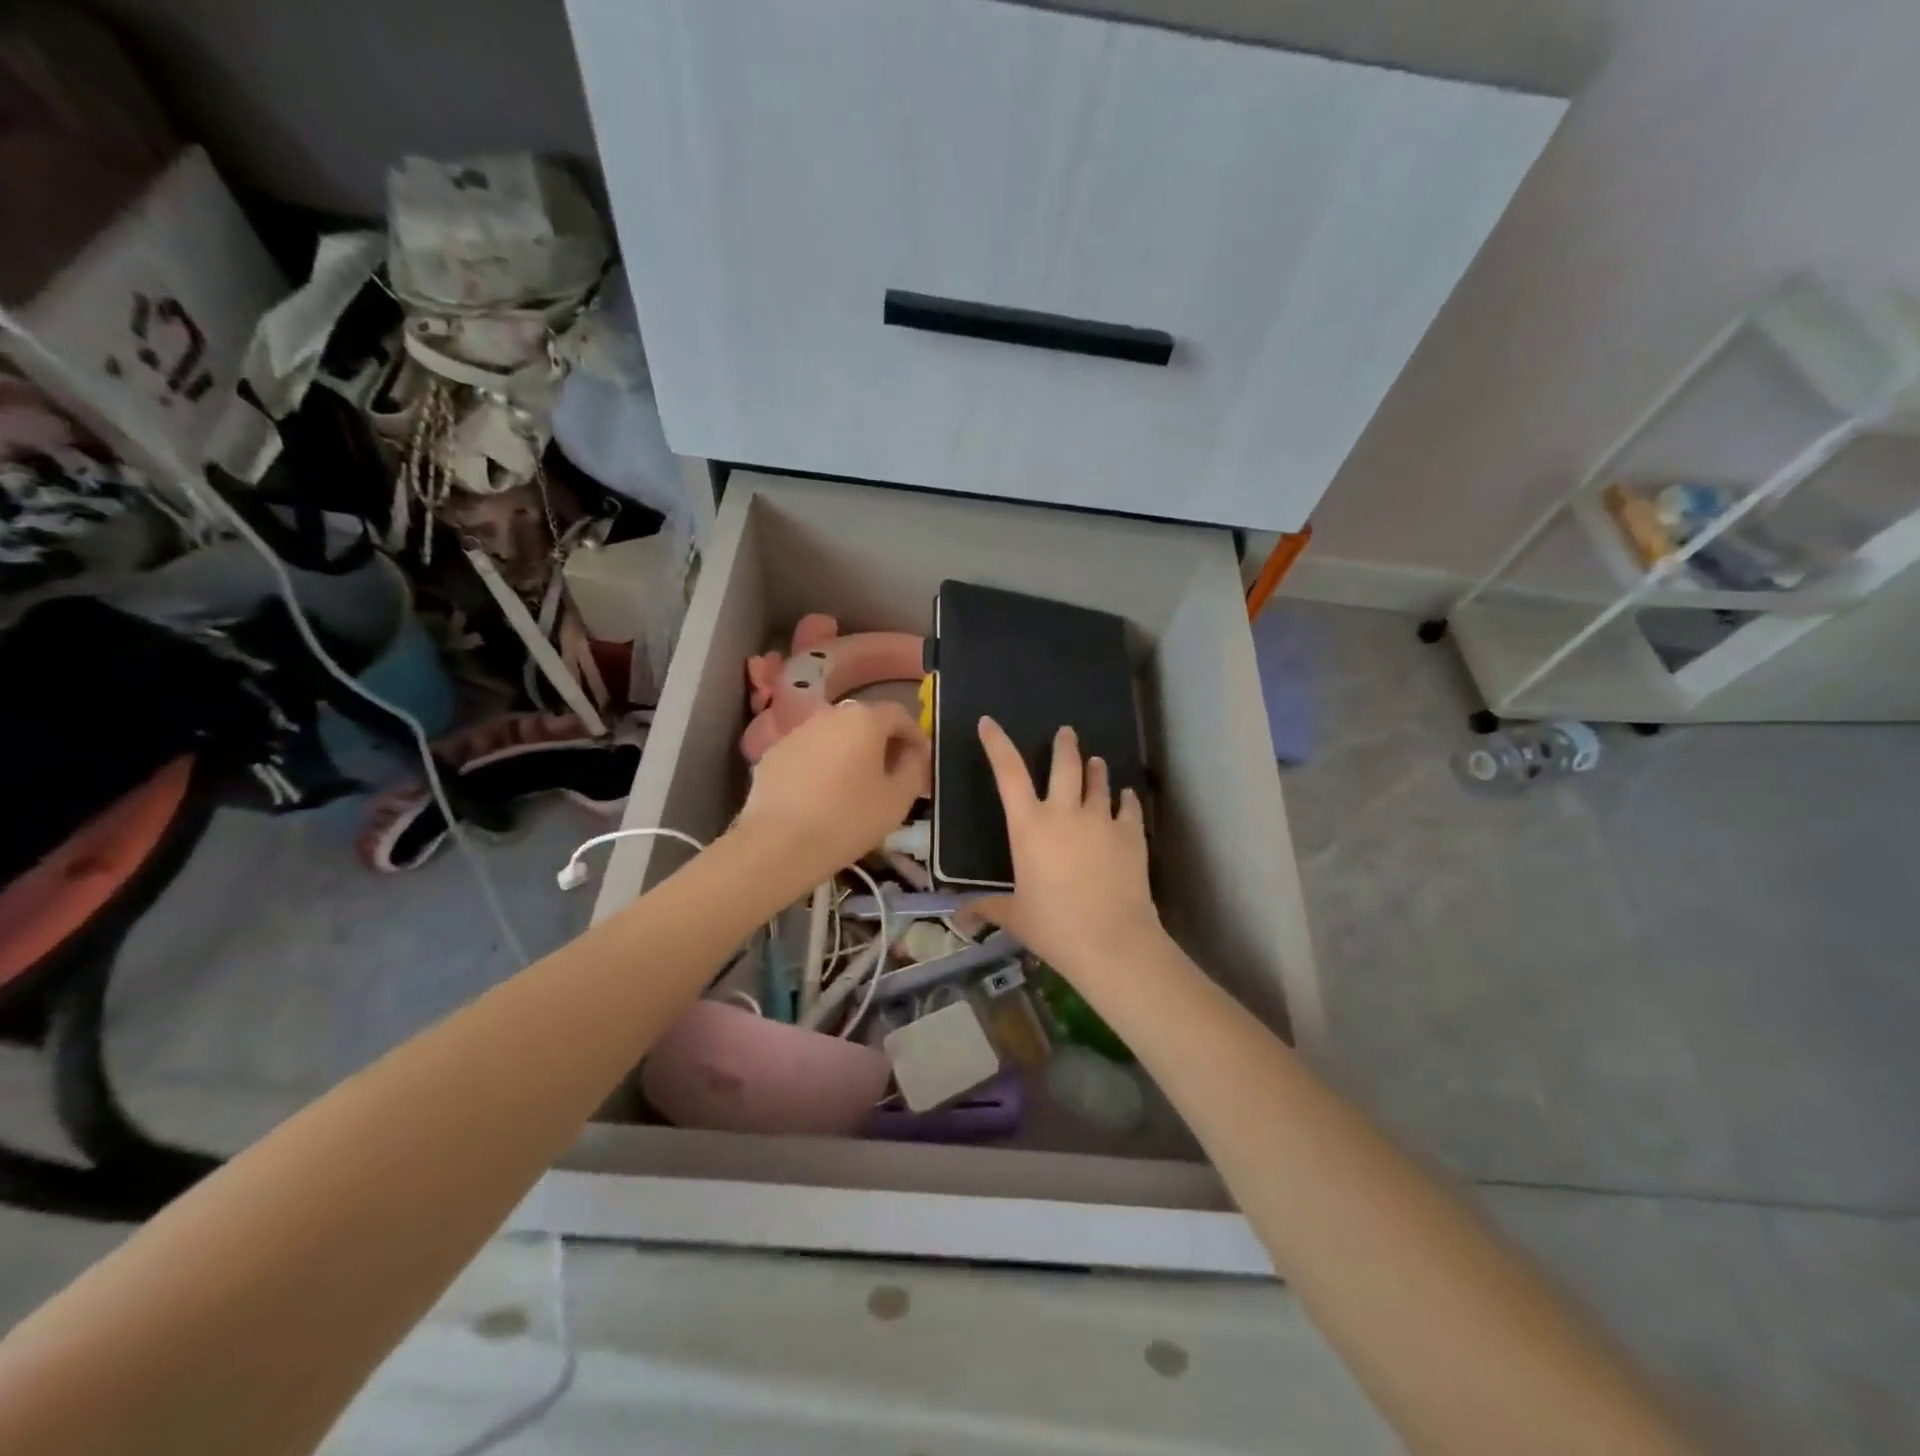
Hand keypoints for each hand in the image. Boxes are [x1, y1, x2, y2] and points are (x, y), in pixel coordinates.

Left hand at [734, 701, 929, 884]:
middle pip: (864, 722)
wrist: (779, 844)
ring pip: (834, 737)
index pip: (899, 714)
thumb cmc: (848, 820)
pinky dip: (822, 766)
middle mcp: (829, 715)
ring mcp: (796, 733)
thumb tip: (913, 754)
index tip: (921, 761)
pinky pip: (809, 753)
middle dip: (882, 744)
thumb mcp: (898, 799)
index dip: (915, 736)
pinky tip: (822, 796)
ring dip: (850, 753)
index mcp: (864, 720)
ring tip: (856, 787)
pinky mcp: (773, 754)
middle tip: (892, 774)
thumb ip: (914, 768)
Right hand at [975, 716, 1163, 981]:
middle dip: (1064, 745)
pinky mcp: (1131, 834)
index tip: (989, 722)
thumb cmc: (1053, 926)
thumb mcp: (1014, 916)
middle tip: (1066, 733)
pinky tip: (1127, 797)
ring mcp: (1102, 820)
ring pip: (1099, 782)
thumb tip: (960, 918)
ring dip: (1096, 769)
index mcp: (1029, 826)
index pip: (1008, 772)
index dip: (996, 744)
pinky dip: (1126, 800)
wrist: (1111, 941)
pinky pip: (1129, 807)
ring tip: (1097, 762)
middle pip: (1065, 765)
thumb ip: (988, 908)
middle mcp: (1065, 812)